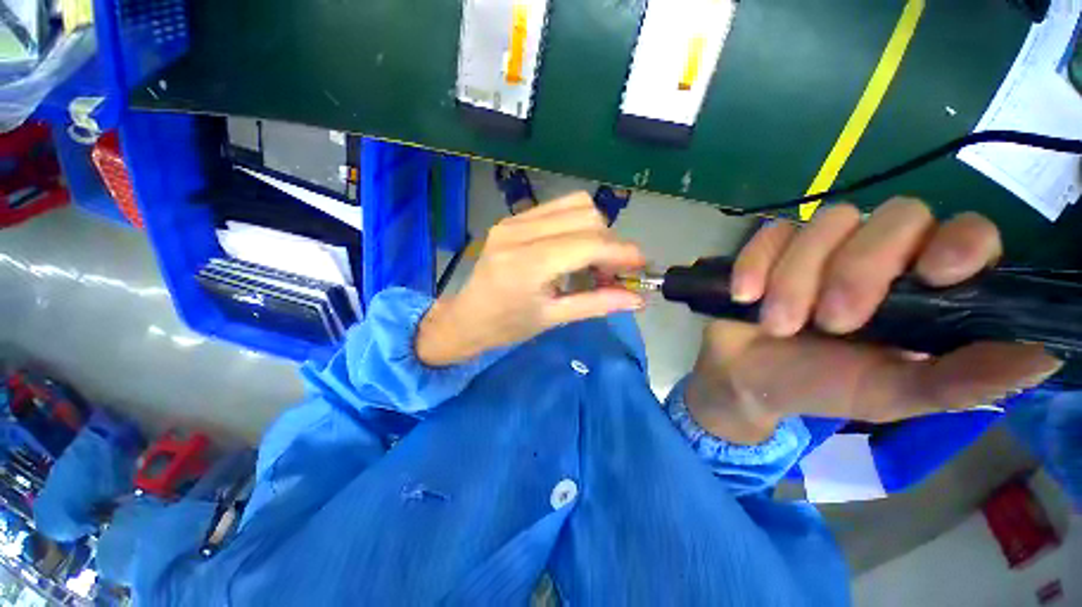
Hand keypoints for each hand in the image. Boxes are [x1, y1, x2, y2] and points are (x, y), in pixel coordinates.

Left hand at [417, 192, 645, 366]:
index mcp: (528, 264)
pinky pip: (558, 207)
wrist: (467, 317)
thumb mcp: (553, 318)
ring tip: (593, 259)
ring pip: (575, 205)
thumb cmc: (507, 326)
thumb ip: (597, 304)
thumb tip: (637, 299)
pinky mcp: (512, 218)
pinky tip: (573, 248)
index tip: (640, 266)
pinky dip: (577, 223)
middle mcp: (520, 232)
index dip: (622, 252)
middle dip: (610, 243)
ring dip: (596, 230)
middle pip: (587, 217)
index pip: (588, 244)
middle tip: (611, 272)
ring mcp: (514, 220)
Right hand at [686, 198, 1062, 443]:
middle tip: (832, 322)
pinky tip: (746, 296)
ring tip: (777, 324)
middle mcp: (881, 256)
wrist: (745, 378)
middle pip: (895, 217)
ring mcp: (822, 246)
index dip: (959, 242)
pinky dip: (756, 263)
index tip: (935, 275)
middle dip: (859, 269)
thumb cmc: (818, 387)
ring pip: (827, 222)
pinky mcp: (772, 246)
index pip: (966, 233)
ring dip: (796, 277)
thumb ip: (959, 381)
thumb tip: (1044, 357)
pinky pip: (771, 233)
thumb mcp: (890, 396)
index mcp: (924, 291)